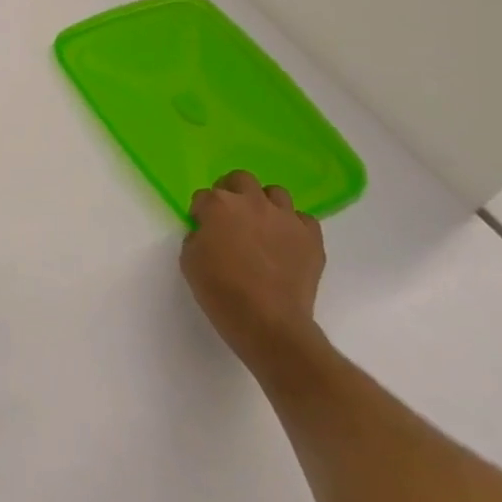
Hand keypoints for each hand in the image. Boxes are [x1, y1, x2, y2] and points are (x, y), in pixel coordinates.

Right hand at [181, 171, 326, 375]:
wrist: (268, 321)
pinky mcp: (311, 237)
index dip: (200, 212)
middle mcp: (252, 202)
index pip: (203, 196)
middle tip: (229, 215)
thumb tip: (208, 232)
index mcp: (218, 205)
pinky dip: (293, 226)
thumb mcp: (189, 260)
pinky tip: (285, 242)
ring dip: (264, 203)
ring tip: (261, 225)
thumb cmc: (220, 290)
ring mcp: (285, 218)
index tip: (201, 227)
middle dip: (232, 191)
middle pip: (240, 179)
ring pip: (276, 193)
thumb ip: (197, 236)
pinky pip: (303, 219)